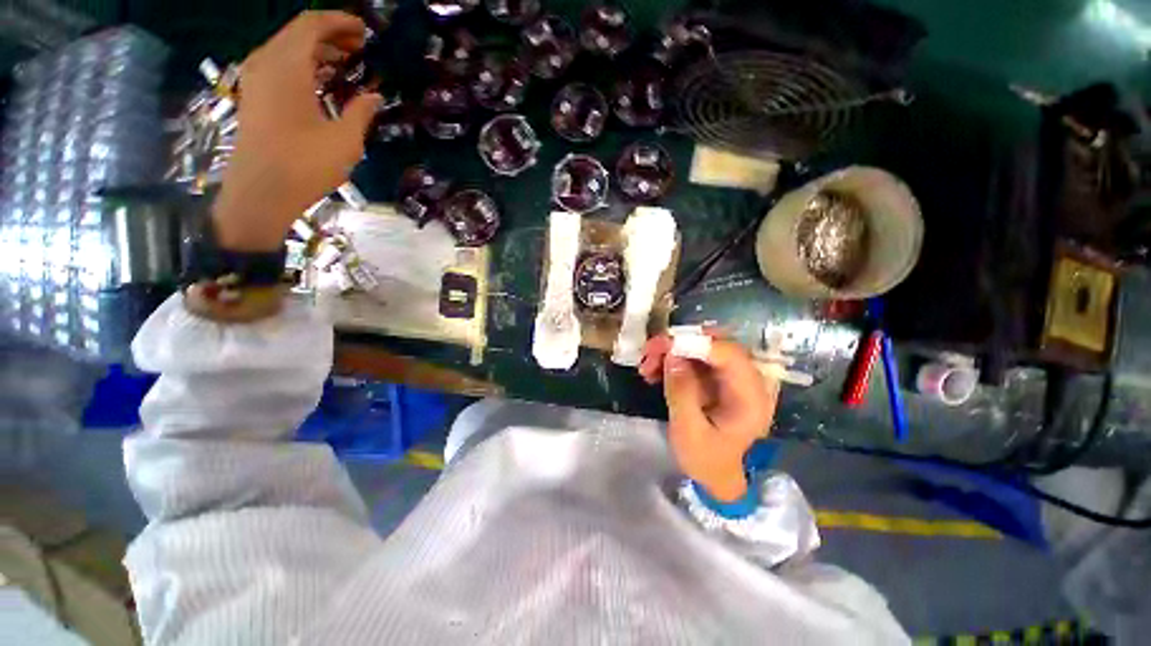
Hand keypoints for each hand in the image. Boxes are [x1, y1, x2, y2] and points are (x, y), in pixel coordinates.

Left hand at [213, 11, 382, 251]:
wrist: (260, 192)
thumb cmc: (305, 165)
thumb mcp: (345, 141)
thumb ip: (361, 112)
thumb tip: (374, 96)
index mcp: (288, 67)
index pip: (311, 25)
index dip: (339, 22)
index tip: (364, 31)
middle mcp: (266, 63)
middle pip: (297, 32)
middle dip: (329, 35)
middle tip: (359, 48)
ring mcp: (255, 79)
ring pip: (286, 48)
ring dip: (315, 50)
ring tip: (344, 63)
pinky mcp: (253, 95)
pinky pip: (278, 65)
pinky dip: (302, 64)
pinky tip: (321, 81)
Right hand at [639, 331, 778, 501]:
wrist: (717, 477)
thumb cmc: (707, 461)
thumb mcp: (689, 432)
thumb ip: (682, 392)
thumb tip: (672, 355)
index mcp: (749, 396)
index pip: (728, 354)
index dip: (695, 343)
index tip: (662, 347)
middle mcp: (745, 380)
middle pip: (714, 345)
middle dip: (679, 343)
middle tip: (649, 352)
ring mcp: (730, 378)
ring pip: (700, 349)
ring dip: (671, 352)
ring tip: (646, 366)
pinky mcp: (716, 380)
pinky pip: (693, 360)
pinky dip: (672, 361)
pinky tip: (653, 372)